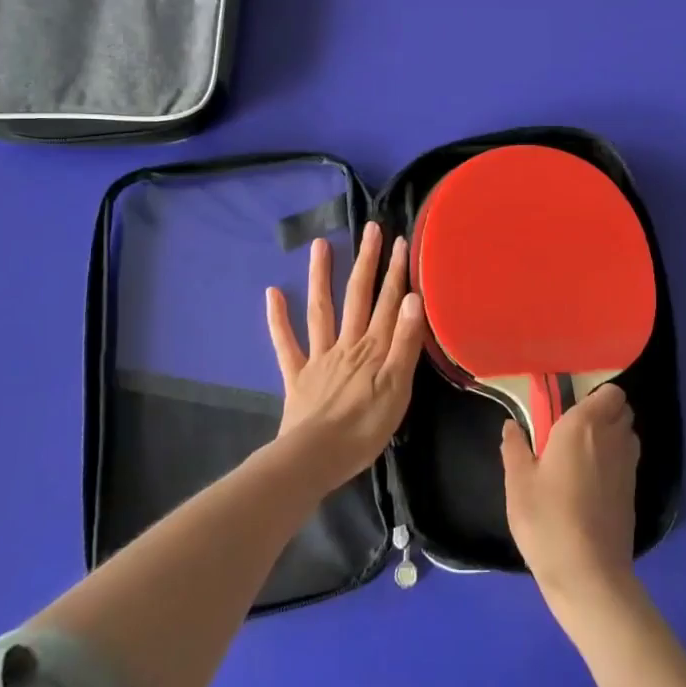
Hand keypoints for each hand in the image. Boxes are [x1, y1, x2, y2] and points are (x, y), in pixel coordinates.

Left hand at [266, 222, 423, 494]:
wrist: (316, 458)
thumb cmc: (365, 427)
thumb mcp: (398, 388)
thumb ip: (405, 342)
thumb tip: (413, 298)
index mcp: (374, 348)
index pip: (389, 302)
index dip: (395, 271)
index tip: (399, 240)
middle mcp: (347, 343)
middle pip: (357, 296)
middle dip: (366, 261)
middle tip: (370, 228)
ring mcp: (319, 357)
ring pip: (321, 310)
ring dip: (321, 276)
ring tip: (320, 244)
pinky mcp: (297, 376)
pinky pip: (285, 343)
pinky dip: (278, 318)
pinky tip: (272, 292)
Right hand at [503, 383, 640, 617]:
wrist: (588, 574)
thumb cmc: (547, 520)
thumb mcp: (518, 483)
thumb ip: (515, 448)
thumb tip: (512, 425)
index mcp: (584, 425)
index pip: (609, 391)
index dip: (595, 395)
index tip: (571, 407)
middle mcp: (612, 437)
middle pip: (621, 409)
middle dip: (603, 412)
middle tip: (573, 430)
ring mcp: (628, 465)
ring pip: (627, 433)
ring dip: (611, 435)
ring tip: (582, 455)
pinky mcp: (633, 491)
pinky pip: (627, 460)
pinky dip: (615, 460)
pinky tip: (591, 482)